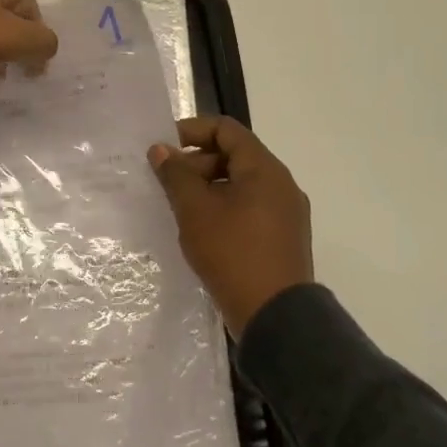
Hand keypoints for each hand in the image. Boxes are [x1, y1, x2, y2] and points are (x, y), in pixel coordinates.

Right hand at [148, 116, 314, 337]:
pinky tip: (203, 230)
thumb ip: (175, 174)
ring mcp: (286, 212)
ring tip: (181, 209)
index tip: (164, 148)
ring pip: (242, 183)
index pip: (226, 129)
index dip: (192, 131)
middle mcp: (281, 184)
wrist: (276, 316)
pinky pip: (250, 207)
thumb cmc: (232, 253)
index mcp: (264, 169)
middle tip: (168, 183)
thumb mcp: (195, 210)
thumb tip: (160, 150)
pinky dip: (224, 207)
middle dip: (197, 162)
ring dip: (209, 187)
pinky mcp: (283, 237)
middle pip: (235, 155)